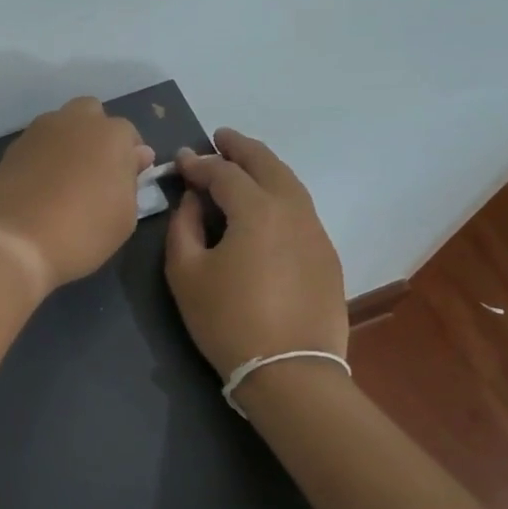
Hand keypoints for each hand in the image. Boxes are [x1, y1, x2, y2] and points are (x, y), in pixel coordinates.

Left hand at [0, 97, 154, 290]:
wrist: (14, 243)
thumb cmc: (82, 232)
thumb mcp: (125, 217)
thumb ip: (132, 180)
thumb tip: (135, 156)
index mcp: (111, 135)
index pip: (128, 136)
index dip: (128, 159)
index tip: (124, 184)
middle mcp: (74, 121)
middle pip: (91, 116)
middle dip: (96, 137)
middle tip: (94, 174)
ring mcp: (38, 132)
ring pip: (60, 127)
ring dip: (67, 145)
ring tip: (64, 182)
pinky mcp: (11, 149)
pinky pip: (36, 146)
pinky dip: (42, 159)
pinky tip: (39, 188)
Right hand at [165, 128, 348, 377]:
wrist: (290, 370)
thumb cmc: (227, 321)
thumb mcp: (186, 274)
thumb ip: (183, 227)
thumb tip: (192, 200)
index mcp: (256, 209)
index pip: (223, 172)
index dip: (199, 163)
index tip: (181, 160)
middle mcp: (292, 209)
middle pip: (267, 165)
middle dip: (240, 148)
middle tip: (220, 138)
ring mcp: (316, 231)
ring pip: (290, 184)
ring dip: (264, 167)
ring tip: (244, 164)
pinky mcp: (326, 254)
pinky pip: (300, 208)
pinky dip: (280, 193)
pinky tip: (266, 205)